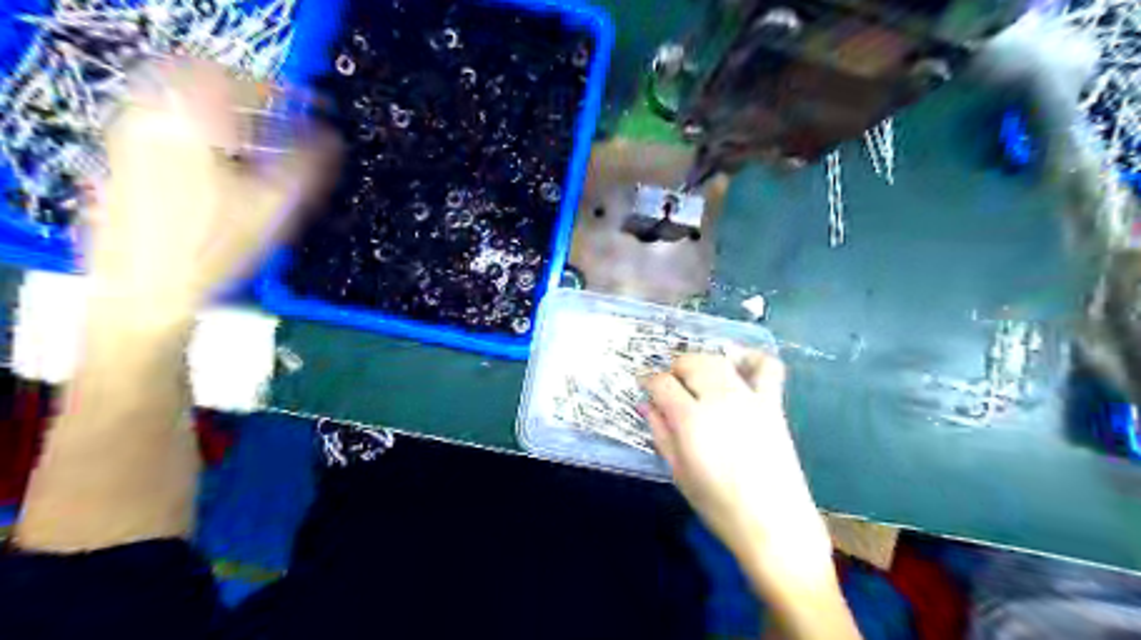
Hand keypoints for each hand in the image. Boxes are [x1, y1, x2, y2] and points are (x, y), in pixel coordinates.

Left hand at [87, 58, 337, 322]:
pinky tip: (224, 162)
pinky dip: (202, 130)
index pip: (239, 81)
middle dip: (251, 95)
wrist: (147, 292)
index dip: (282, 91)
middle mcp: (153, 118)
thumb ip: (308, 167)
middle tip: (284, 118)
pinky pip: (168, 124)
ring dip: (226, 113)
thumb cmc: (215, 250)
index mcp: (191, 122)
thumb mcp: (275, 208)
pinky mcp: (124, 161)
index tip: (311, 106)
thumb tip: (334, 141)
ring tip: (259, 142)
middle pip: (204, 80)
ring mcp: (131, 138)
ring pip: (184, 103)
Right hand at [645, 353, 836, 597]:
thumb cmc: (718, 505)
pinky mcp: (773, 404)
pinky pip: (766, 368)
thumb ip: (661, 433)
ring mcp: (749, 399)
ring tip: (697, 376)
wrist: (773, 525)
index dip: (649, 380)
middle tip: (670, 384)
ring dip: (703, 361)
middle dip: (675, 367)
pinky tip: (738, 364)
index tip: (644, 386)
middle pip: (692, 363)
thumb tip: (646, 405)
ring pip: (720, 360)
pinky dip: (751, 358)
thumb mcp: (678, 472)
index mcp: (691, 420)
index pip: (662, 383)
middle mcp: (719, 400)